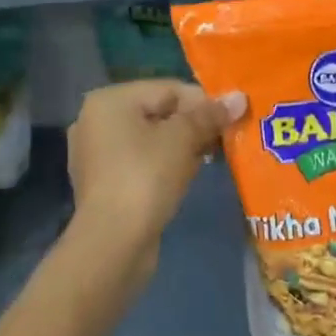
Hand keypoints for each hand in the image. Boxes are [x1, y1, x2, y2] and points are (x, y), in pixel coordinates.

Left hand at [66, 80, 244, 286]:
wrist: (112, 246)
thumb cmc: (145, 178)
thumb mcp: (182, 140)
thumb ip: (209, 115)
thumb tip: (239, 97)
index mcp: (109, 100)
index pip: (167, 89)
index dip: (203, 101)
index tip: (231, 118)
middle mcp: (96, 121)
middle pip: (158, 112)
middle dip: (193, 125)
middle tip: (225, 139)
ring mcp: (96, 155)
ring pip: (150, 139)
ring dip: (181, 146)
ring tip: (210, 158)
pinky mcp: (103, 184)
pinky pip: (141, 163)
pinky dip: (164, 165)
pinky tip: (186, 177)